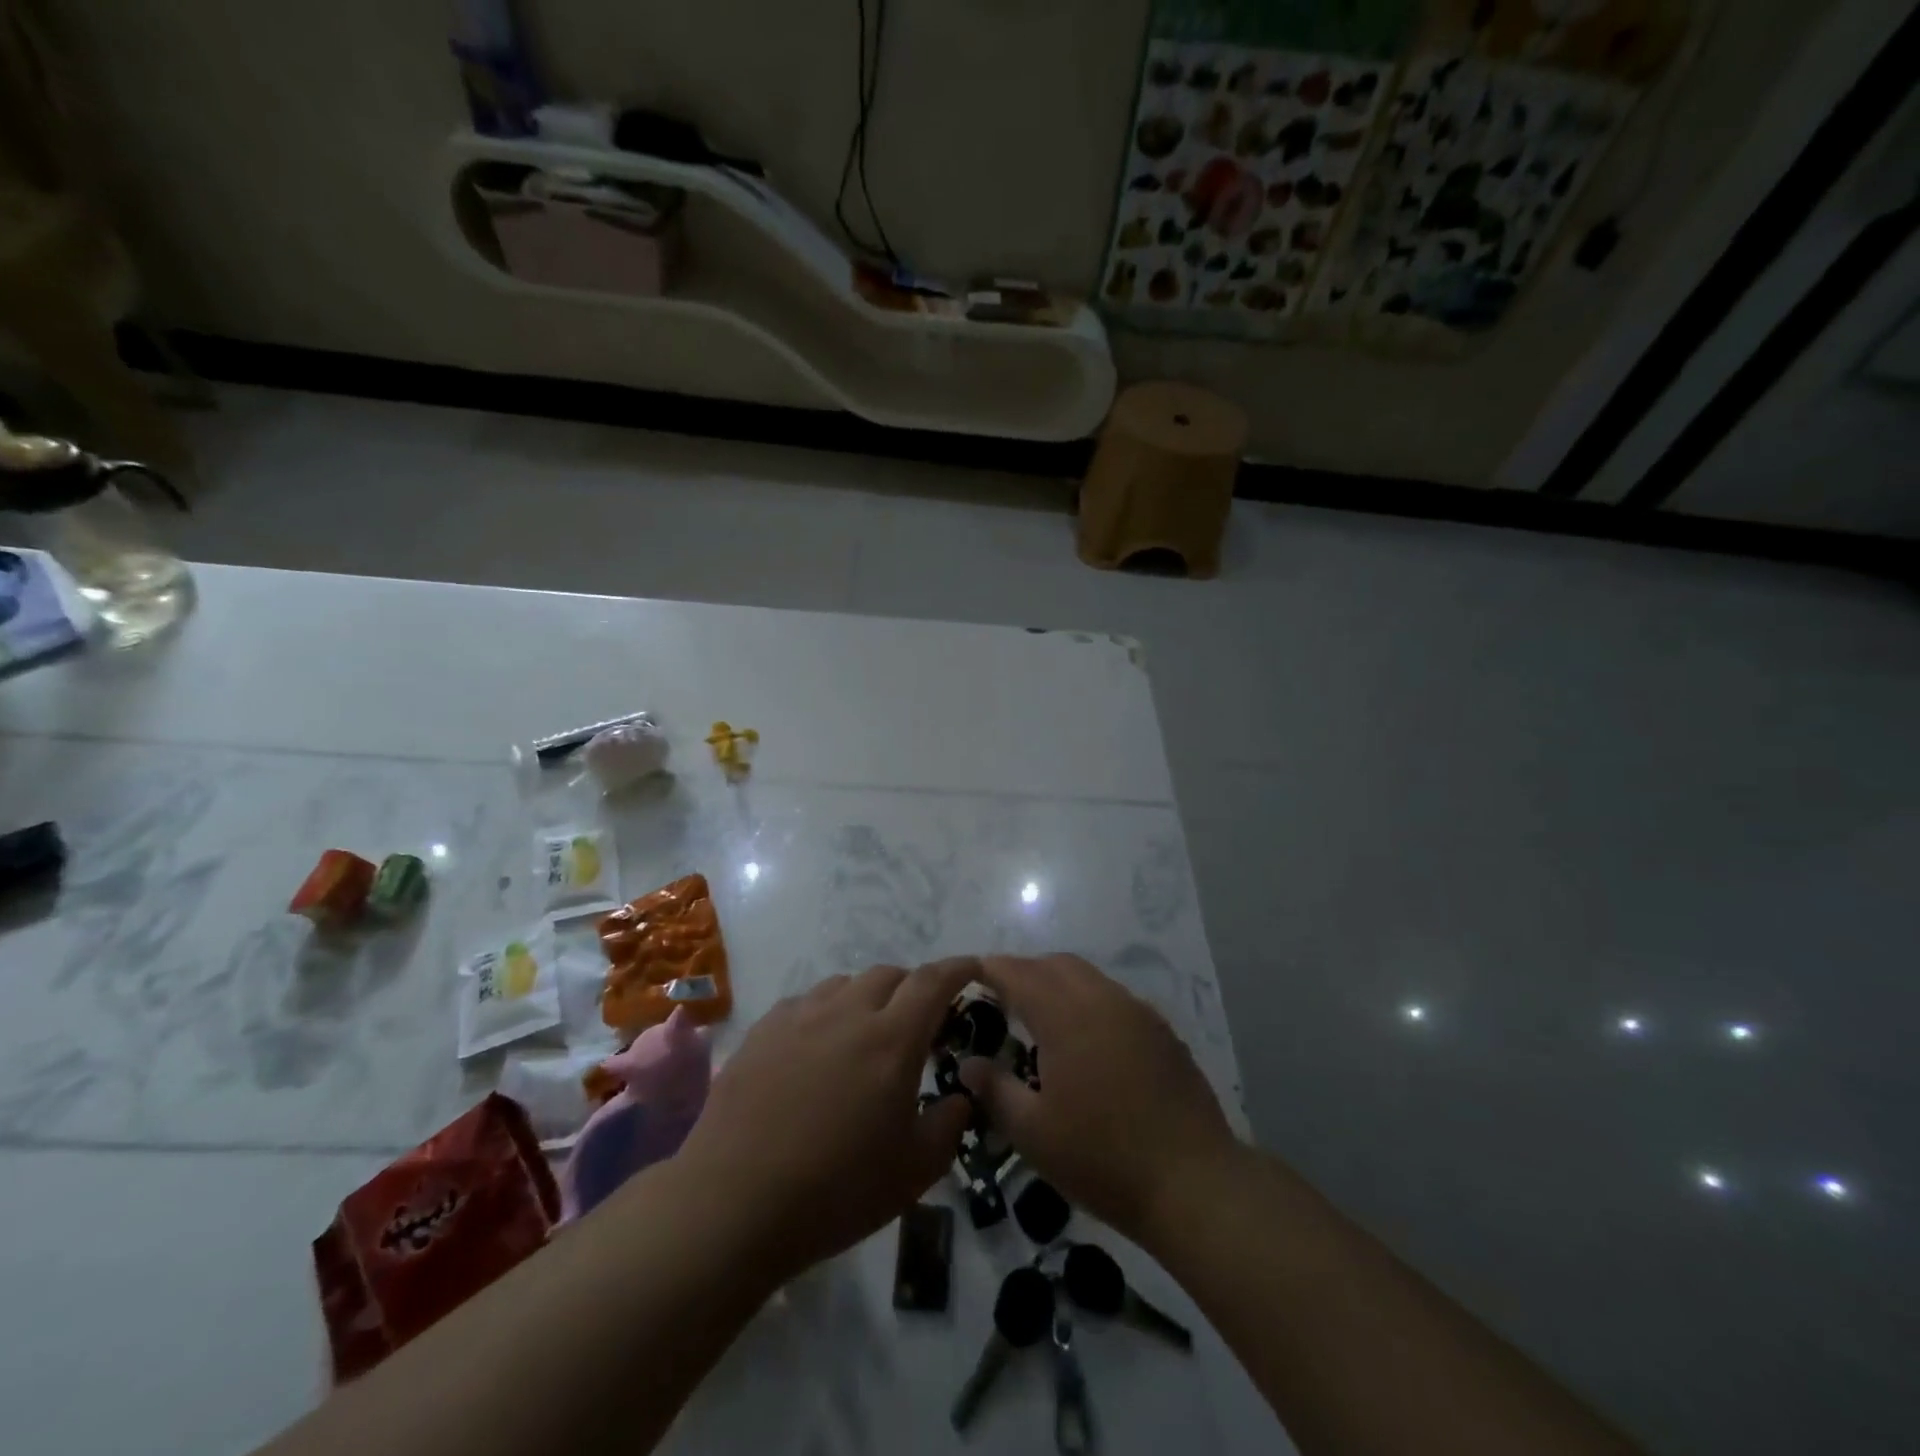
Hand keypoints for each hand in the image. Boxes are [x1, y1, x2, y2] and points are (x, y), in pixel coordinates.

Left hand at [674, 959, 976, 1281]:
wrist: (733, 1203)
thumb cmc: (835, 1191)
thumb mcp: (912, 1173)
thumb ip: (948, 1125)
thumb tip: (960, 1096)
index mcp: (892, 1039)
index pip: (934, 981)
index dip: (957, 969)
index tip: (972, 968)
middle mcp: (849, 1012)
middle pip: (890, 975)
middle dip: (912, 989)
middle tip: (916, 1024)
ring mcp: (801, 1016)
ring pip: (846, 983)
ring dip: (866, 998)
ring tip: (864, 1035)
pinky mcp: (764, 1029)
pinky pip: (806, 1002)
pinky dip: (825, 1012)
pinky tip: (816, 1047)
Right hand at [959, 953, 1239, 1248]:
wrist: (1193, 1183)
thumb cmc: (1102, 1158)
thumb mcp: (1034, 1132)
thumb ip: (995, 1090)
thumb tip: (968, 1064)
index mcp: (1065, 1015)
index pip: (1019, 973)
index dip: (991, 969)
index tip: (970, 974)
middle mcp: (1102, 999)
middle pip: (1055, 965)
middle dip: (1024, 972)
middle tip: (1001, 999)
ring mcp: (1137, 1012)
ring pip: (1089, 977)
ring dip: (1058, 984)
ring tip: (1041, 1019)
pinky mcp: (1161, 1031)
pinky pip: (1115, 998)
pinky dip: (1089, 1002)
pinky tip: (1086, 1042)